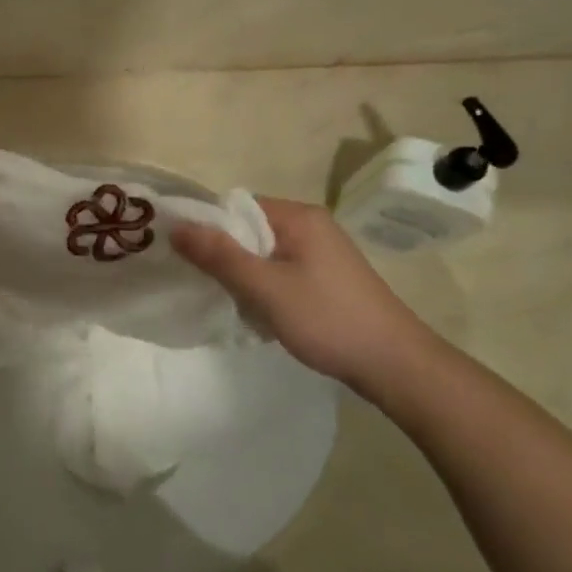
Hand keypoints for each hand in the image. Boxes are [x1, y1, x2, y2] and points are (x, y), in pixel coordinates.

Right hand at [173, 198, 447, 402]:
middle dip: (224, 253)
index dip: (207, 226)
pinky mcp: (326, 277)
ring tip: (231, 299)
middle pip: (248, 228)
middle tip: (204, 282)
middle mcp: (311, 225)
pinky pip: (279, 269)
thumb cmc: (327, 319)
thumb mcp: (265, 287)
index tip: (184, 254)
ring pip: (262, 252)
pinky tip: (259, 310)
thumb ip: (219, 255)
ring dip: (242, 273)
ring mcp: (321, 252)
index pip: (237, 206)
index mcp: (299, 217)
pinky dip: (263, 285)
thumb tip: (176, 227)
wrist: (395, 365)